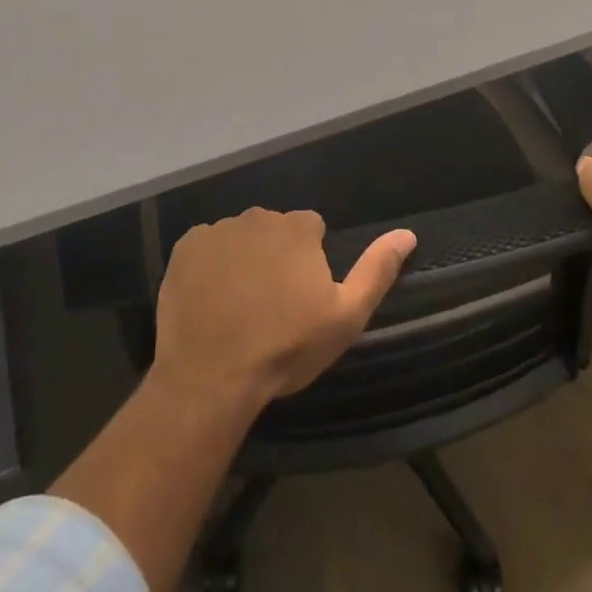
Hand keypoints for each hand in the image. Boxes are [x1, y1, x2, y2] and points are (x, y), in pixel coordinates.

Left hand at [153, 208, 415, 412]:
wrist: (212, 375)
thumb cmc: (286, 347)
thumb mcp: (345, 316)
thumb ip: (376, 270)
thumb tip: (407, 234)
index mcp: (298, 228)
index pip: (311, 229)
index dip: (310, 261)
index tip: (302, 296)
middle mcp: (257, 217)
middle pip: (273, 230)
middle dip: (275, 255)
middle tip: (271, 304)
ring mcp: (217, 230)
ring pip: (239, 238)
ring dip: (242, 259)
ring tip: (238, 306)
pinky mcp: (185, 247)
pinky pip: (205, 248)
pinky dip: (210, 266)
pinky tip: (210, 300)